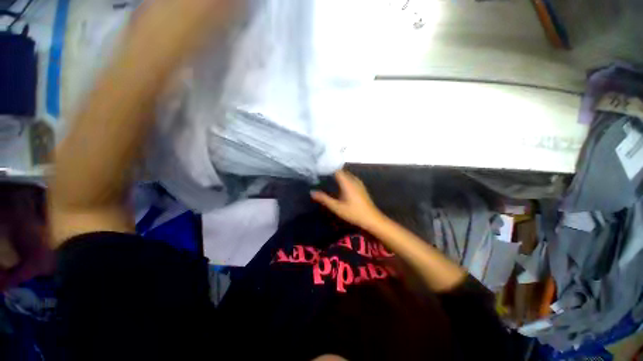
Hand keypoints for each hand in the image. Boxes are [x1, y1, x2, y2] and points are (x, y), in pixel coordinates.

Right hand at [311, 170, 384, 230]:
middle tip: (320, 173)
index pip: (336, 170)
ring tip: (327, 177)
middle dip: (331, 171)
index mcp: (347, 182)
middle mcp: (353, 179)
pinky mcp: (361, 187)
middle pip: (341, 171)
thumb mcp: (337, 207)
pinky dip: (343, 179)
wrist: (372, 219)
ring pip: (346, 175)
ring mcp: (358, 183)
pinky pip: (350, 178)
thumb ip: (324, 199)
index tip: (318, 168)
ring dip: (338, 175)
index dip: (328, 167)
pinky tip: (339, 185)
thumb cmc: (354, 213)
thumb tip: (312, 192)